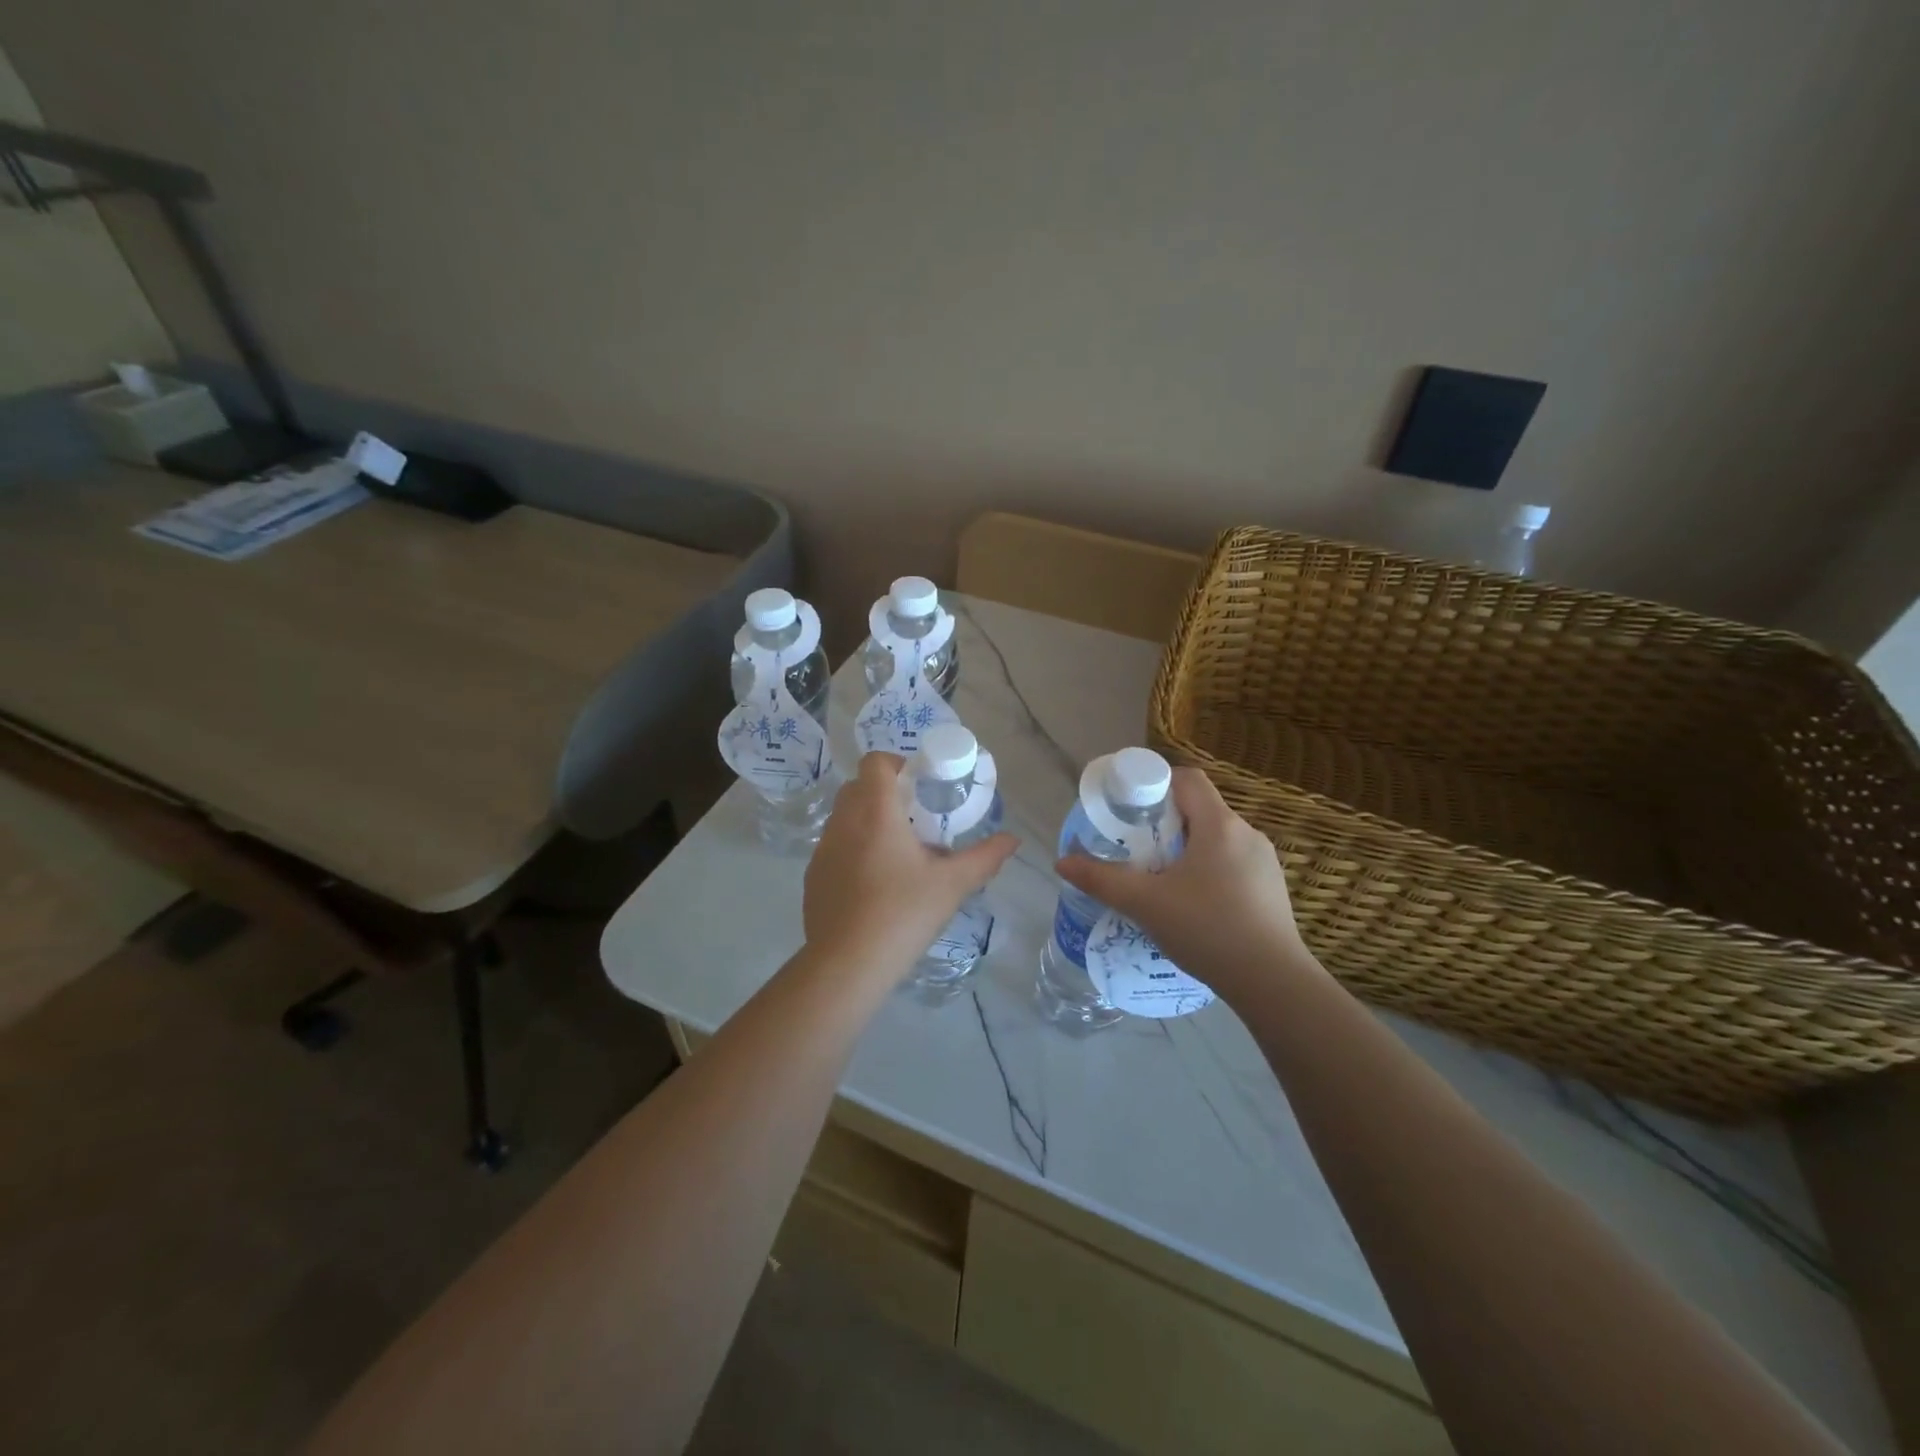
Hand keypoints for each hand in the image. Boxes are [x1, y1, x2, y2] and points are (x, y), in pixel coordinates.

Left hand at [803, 753, 1018, 974]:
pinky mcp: (813, 876)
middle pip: (858, 787)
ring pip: (845, 818)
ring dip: (869, 822)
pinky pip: (835, 847)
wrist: (847, 964)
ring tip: (898, 855)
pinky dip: (853, 851)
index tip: (920, 787)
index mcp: (875, 812)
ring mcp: (822, 850)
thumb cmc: (903, 914)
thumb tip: (1012, 840)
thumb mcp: (952, 885)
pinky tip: (874, 885)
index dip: (898, 764)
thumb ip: (985, 857)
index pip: (875, 762)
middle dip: (886, 794)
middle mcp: (843, 822)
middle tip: (915, 820)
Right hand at [1056, 768, 1317, 1006]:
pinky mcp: (1272, 889)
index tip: (1130, 808)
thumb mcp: (1145, 903)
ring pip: (1216, 839)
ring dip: (1186, 849)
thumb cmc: (1207, 929)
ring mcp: (1265, 862)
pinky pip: (1232, 864)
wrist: (1273, 983)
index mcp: (1219, 824)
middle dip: (1164, 822)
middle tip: (1136, 848)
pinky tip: (1193, 906)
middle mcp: (1247, 833)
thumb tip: (1061, 862)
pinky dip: (1208, 871)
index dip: (1155, 784)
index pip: (1187, 779)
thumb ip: (1101, 879)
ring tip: (1159, 880)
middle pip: (1199, 809)